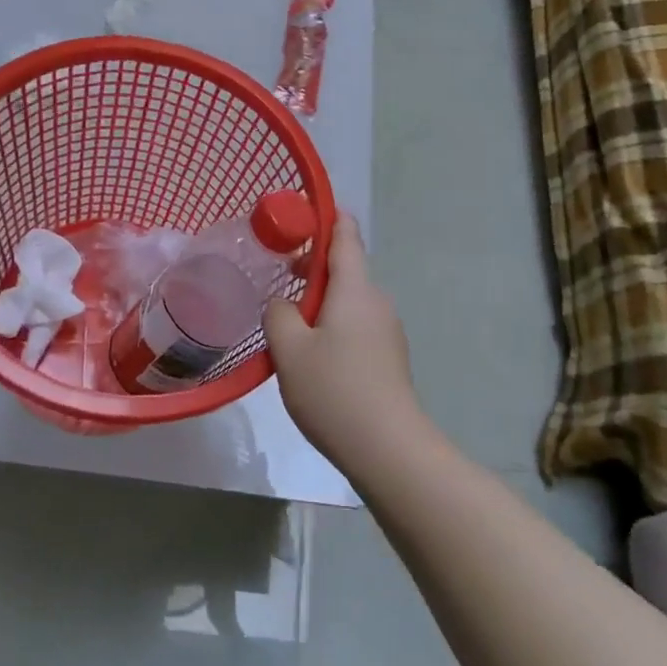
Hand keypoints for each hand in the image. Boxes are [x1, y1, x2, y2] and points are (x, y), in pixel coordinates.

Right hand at [264, 214, 421, 469]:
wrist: (390, 450)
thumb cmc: (335, 390)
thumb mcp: (289, 350)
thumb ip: (278, 314)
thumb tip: (282, 304)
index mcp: (355, 287)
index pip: (344, 234)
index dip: (325, 216)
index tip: (298, 215)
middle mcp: (376, 300)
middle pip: (344, 268)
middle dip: (311, 267)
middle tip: (276, 278)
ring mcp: (387, 330)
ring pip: (349, 299)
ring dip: (320, 300)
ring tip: (287, 323)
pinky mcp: (388, 357)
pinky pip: (356, 325)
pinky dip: (332, 324)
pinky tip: (312, 355)